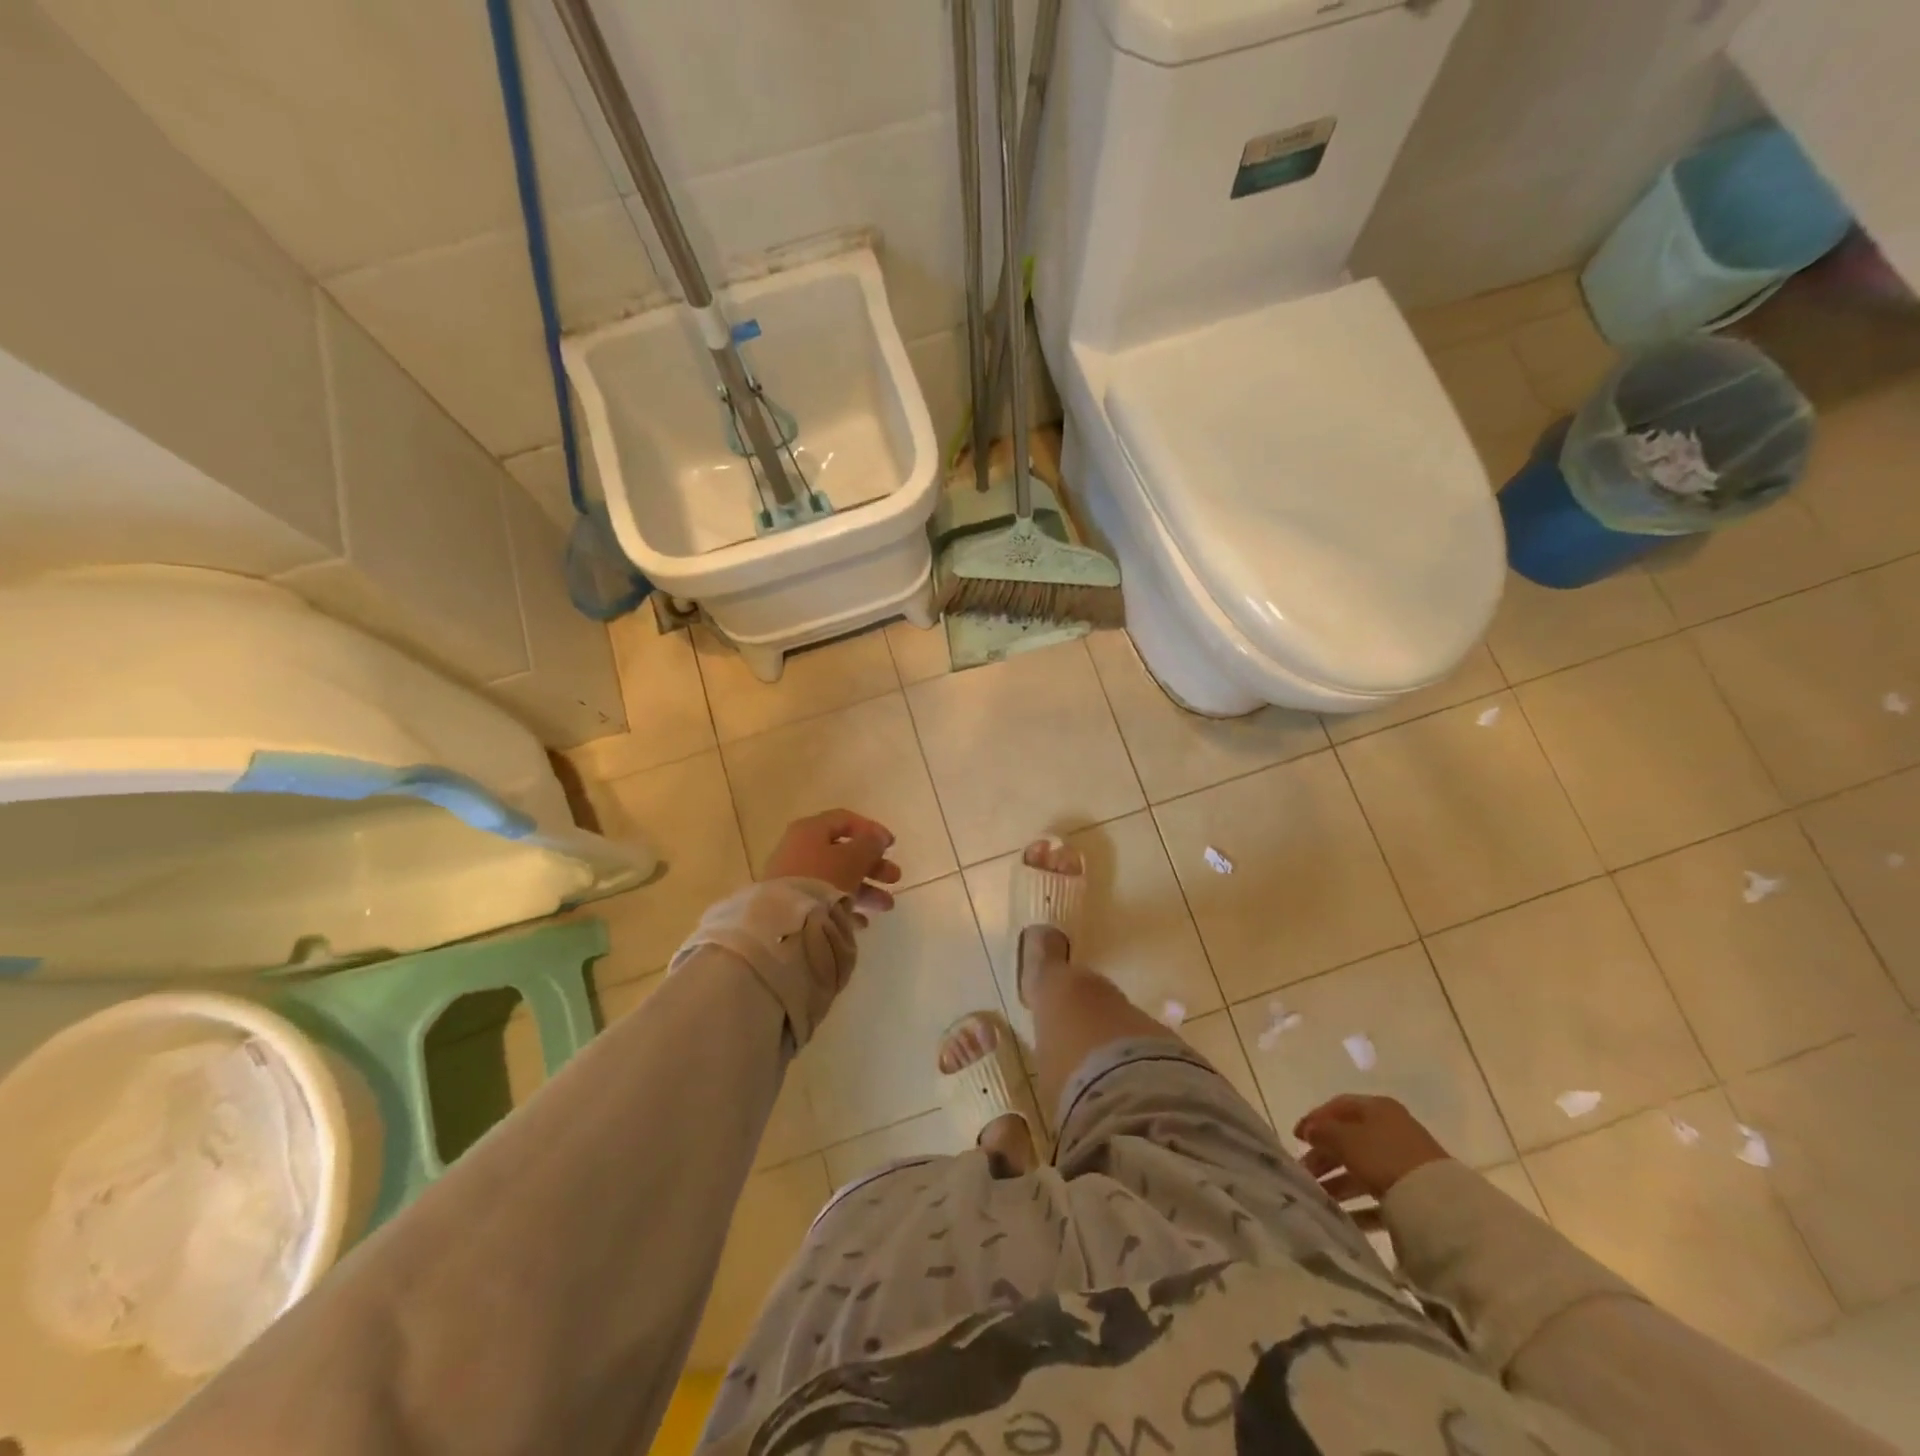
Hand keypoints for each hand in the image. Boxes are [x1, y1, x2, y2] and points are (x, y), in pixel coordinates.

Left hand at [762, 810, 902, 924]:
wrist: (785, 922)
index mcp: (810, 830)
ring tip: (886, 906)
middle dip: (873, 865)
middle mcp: (799, 850)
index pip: (845, 820)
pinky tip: (862, 922)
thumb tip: (877, 838)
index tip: (892, 846)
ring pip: (836, 878)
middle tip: (895, 877)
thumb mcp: (853, 858)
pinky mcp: (792, 903)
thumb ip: (870, 844)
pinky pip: (824, 900)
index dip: (871, 829)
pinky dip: (845, 907)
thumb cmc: (823, 880)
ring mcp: (793, 878)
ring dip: (865, 889)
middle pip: (843, 852)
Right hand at [1294, 1094, 1449, 1202]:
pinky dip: (1359, 1203)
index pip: (1338, 1107)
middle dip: (1324, 1154)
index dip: (1315, 1119)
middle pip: (1349, 1138)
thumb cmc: (1384, 1157)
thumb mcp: (1346, 1139)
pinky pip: (1378, 1194)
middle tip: (1304, 1170)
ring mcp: (1405, 1162)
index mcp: (1377, 1108)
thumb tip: (1309, 1130)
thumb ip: (1323, 1132)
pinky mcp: (1414, 1193)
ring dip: (1338, 1180)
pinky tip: (1343, 1216)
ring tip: (1318, 1195)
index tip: (1295, 1136)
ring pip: (1362, 1166)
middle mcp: (1392, 1130)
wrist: (1440, 1204)